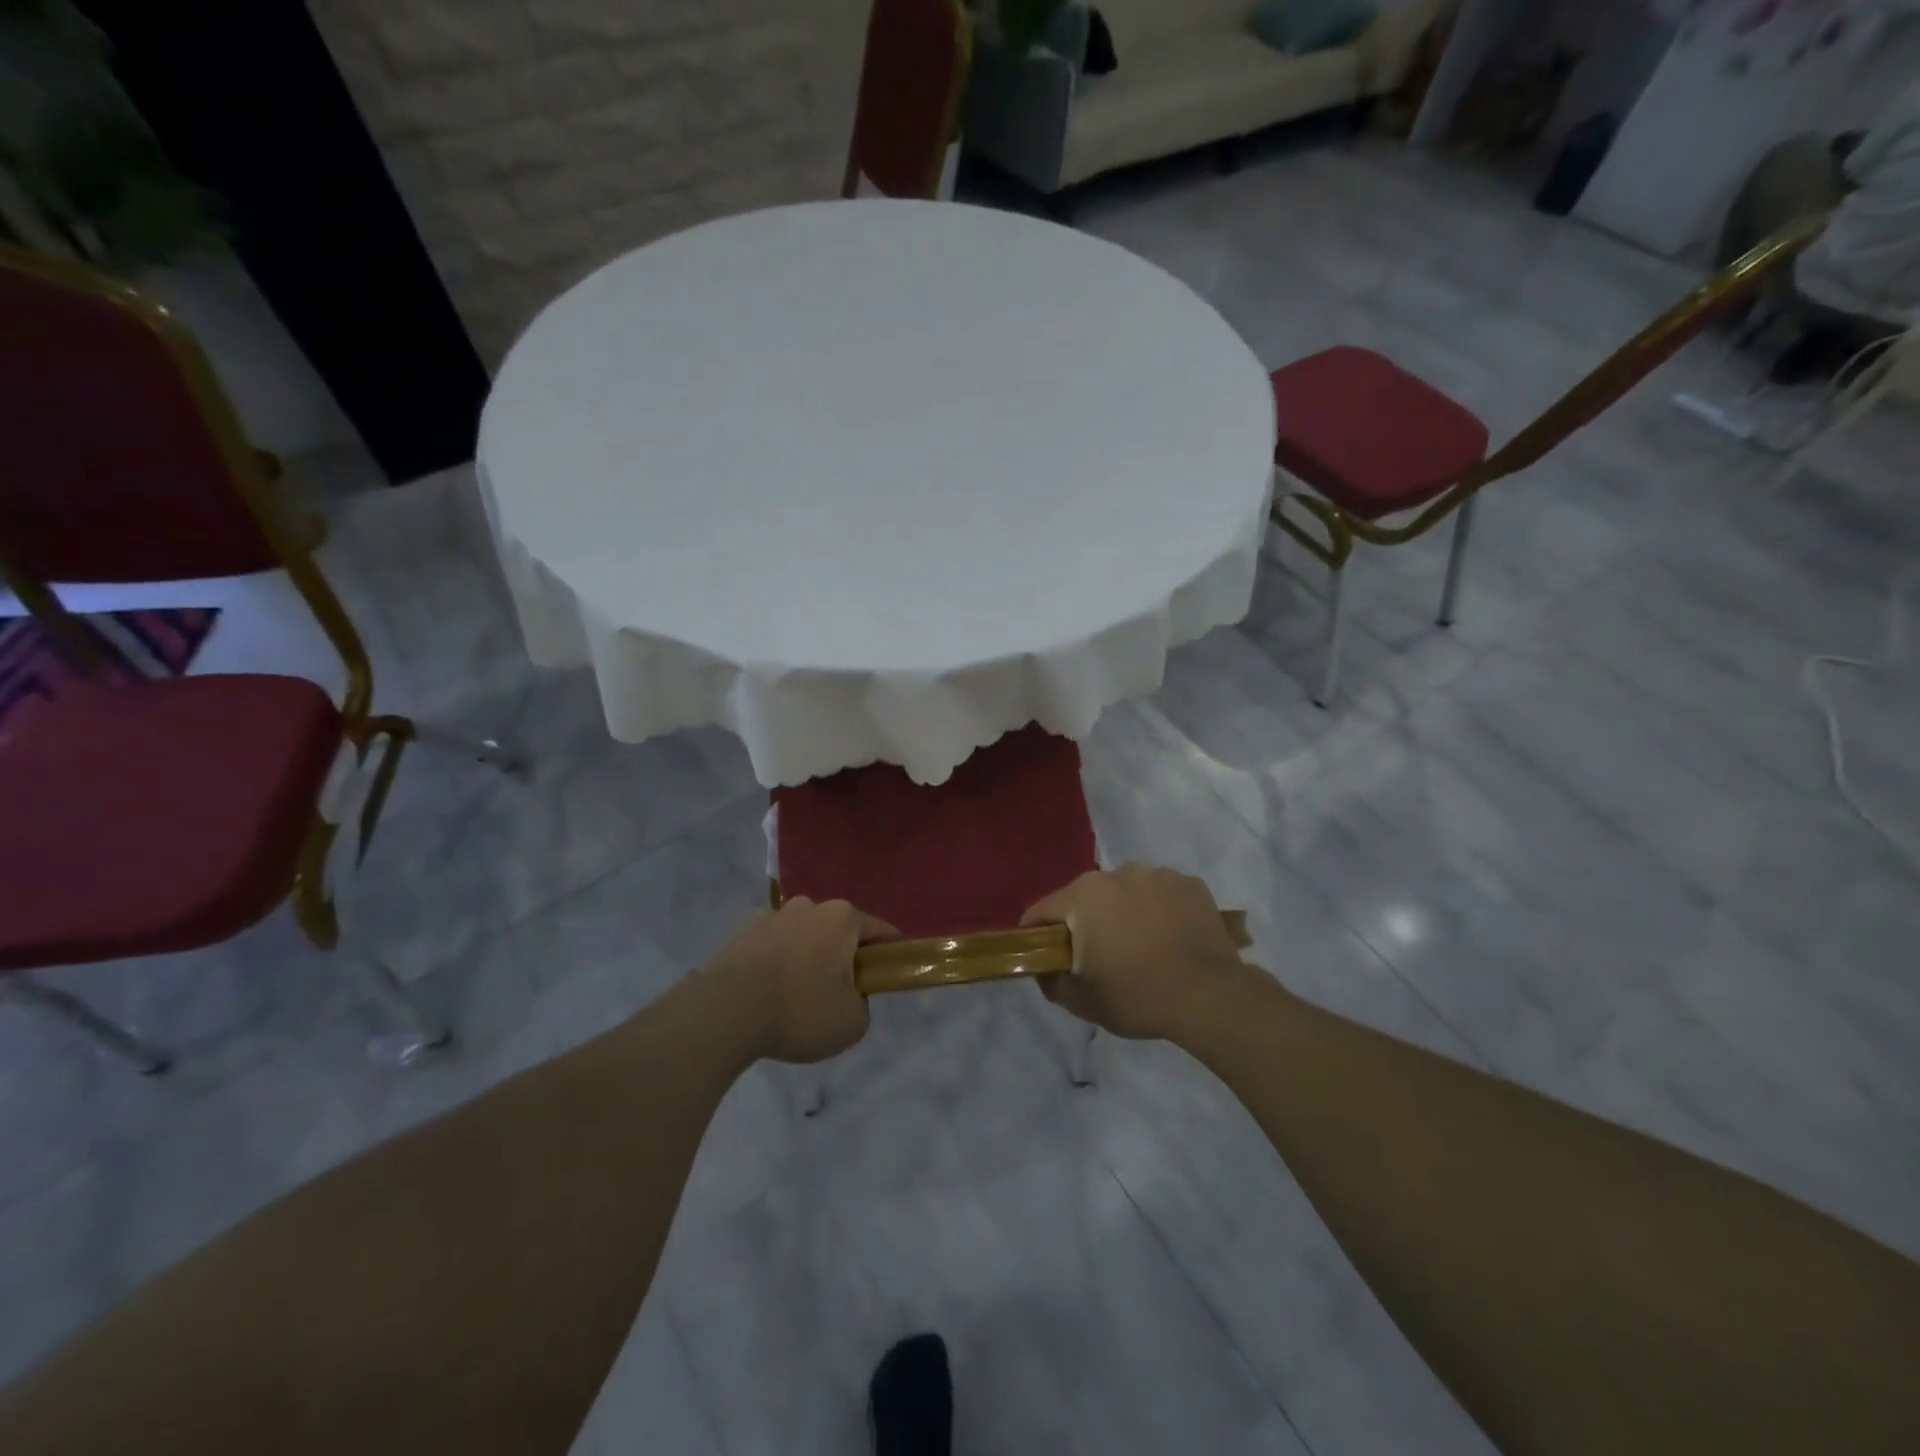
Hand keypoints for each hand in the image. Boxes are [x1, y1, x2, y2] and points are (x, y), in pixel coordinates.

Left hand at [701, 898, 896, 1063]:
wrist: (725, 1012)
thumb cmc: (800, 1011)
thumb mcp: (852, 1023)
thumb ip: (863, 1005)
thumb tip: (850, 996)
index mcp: (843, 918)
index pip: (880, 931)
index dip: (889, 953)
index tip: (887, 975)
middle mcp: (810, 906)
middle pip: (838, 931)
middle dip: (842, 956)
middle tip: (838, 994)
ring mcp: (772, 915)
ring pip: (802, 936)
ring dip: (806, 958)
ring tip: (795, 998)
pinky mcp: (741, 931)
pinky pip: (771, 946)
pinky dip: (775, 963)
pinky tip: (767, 994)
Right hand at [1021, 864, 1251, 1041]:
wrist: (1210, 996)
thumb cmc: (1138, 996)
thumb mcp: (1082, 1001)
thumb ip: (1052, 981)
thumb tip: (1044, 969)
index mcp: (1084, 896)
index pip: (1043, 910)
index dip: (1036, 933)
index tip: (1042, 954)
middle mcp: (1117, 873)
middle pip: (1086, 897)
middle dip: (1085, 921)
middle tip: (1098, 955)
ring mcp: (1157, 874)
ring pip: (1126, 891)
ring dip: (1124, 911)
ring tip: (1141, 945)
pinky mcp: (1190, 883)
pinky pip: (1162, 894)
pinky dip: (1159, 910)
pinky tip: (1170, 937)